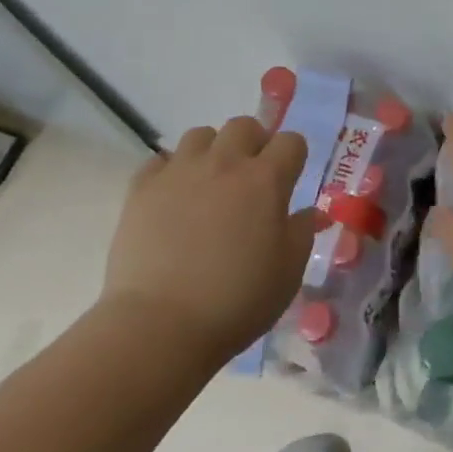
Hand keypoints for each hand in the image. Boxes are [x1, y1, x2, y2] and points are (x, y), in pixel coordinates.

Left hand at [103, 117, 317, 362]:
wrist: (159, 325)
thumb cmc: (236, 301)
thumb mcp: (288, 273)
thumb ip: (302, 232)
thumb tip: (310, 211)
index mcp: (265, 180)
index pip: (291, 141)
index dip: (294, 157)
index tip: (289, 179)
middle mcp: (224, 163)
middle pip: (244, 126)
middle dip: (253, 143)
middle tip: (250, 178)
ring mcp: (179, 171)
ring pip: (201, 135)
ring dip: (212, 151)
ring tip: (210, 184)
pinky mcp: (142, 188)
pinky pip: (160, 160)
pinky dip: (171, 172)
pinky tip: (173, 199)